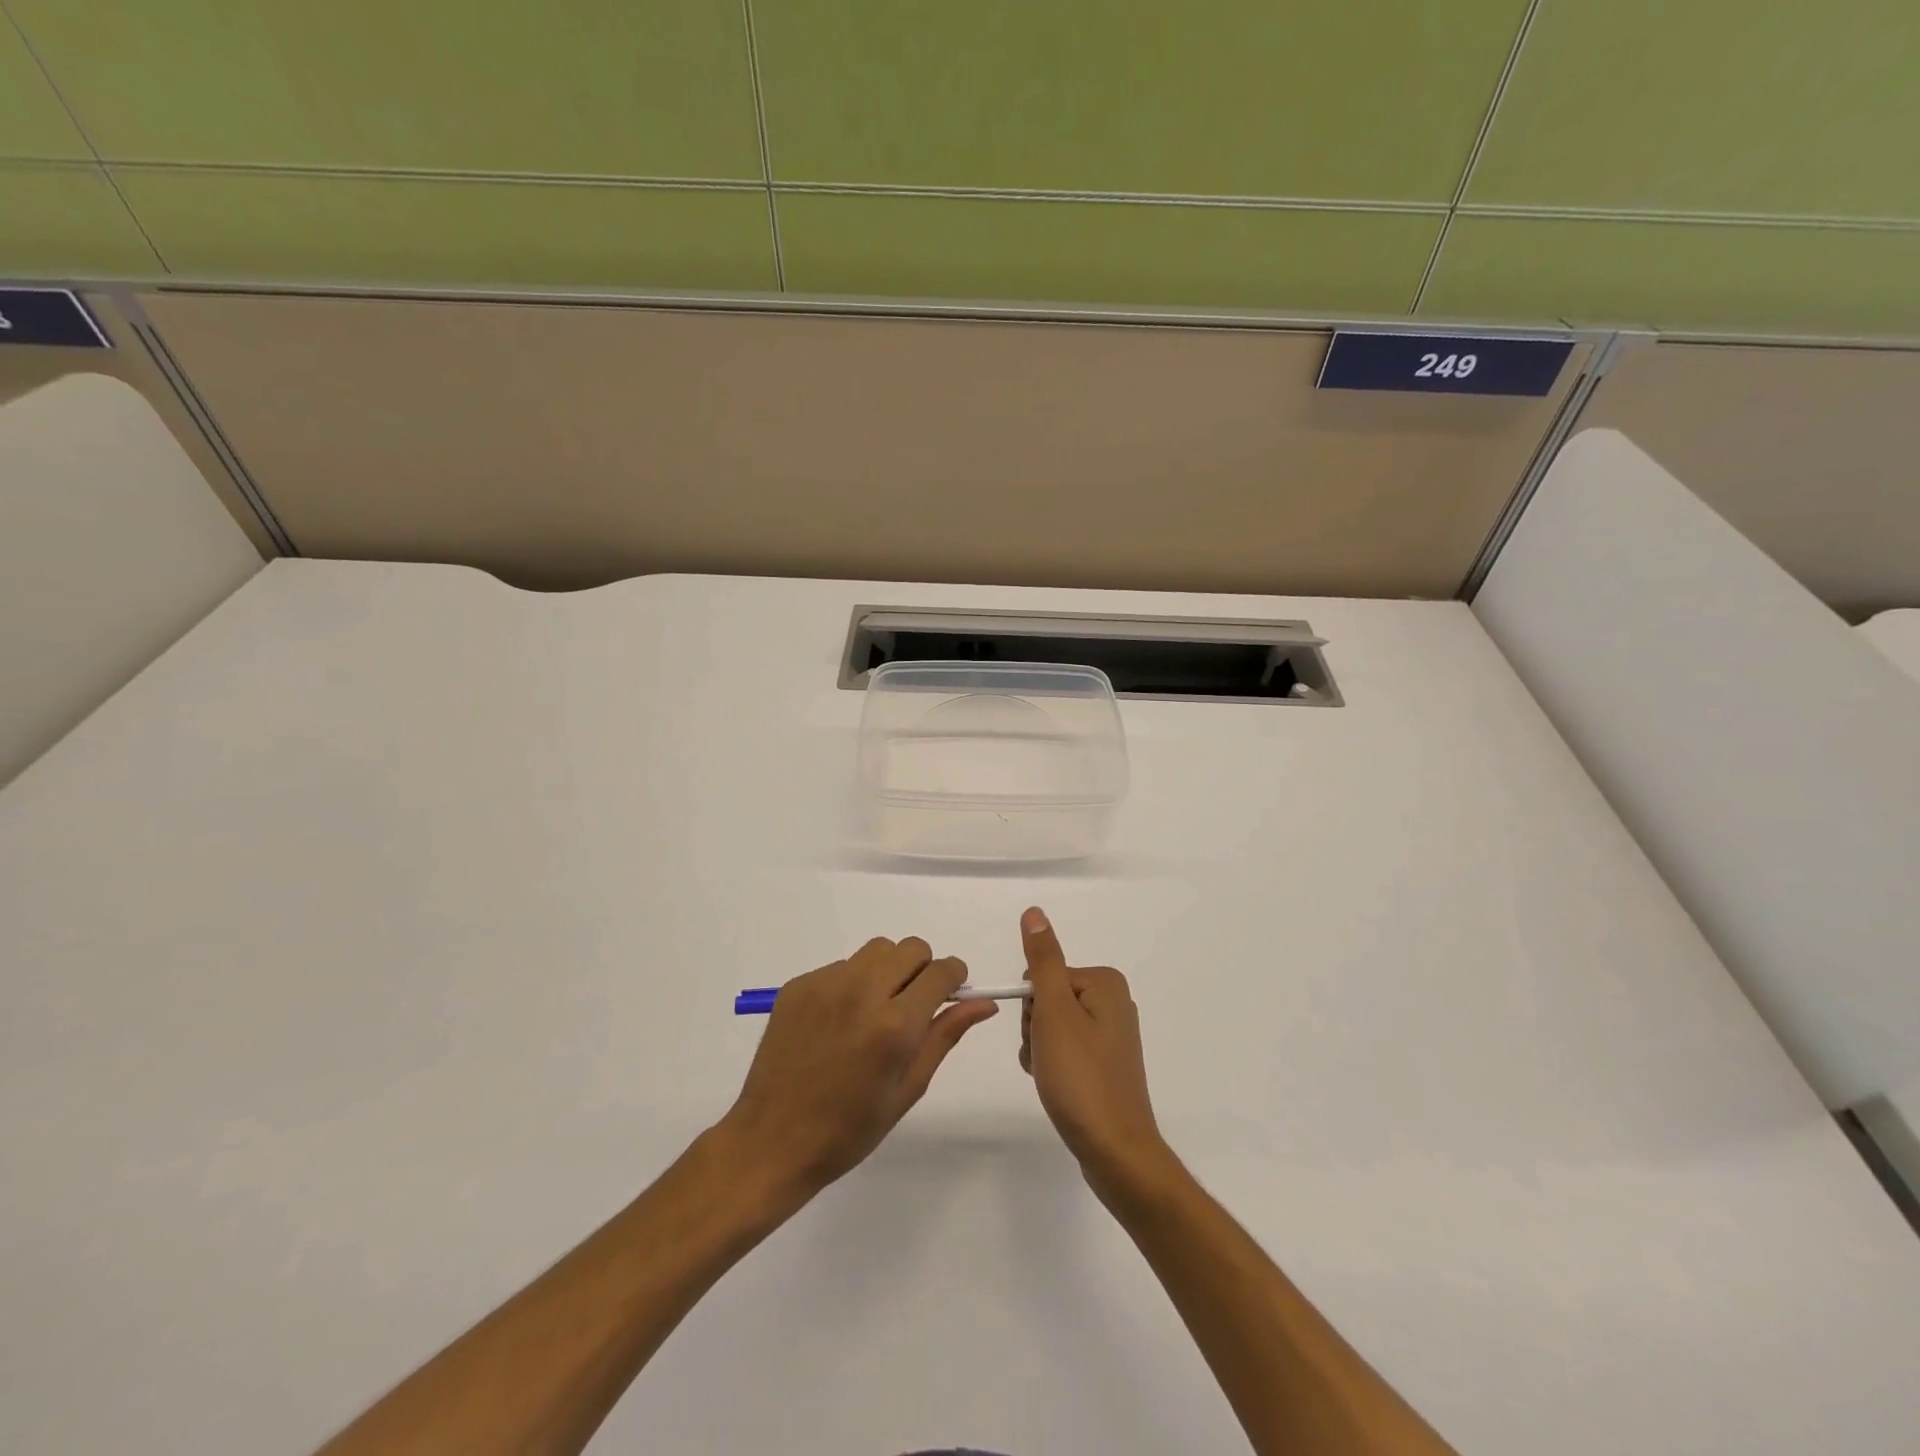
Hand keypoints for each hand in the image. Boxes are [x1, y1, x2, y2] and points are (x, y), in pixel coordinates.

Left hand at [718, 936, 996, 1202]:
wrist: (772, 1141)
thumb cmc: (849, 1129)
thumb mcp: (908, 1087)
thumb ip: (945, 1035)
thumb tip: (984, 1003)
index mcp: (894, 1024)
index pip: (940, 972)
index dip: (954, 977)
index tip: (953, 991)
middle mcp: (861, 991)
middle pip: (910, 948)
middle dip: (922, 969)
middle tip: (913, 1006)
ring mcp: (825, 984)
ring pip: (875, 951)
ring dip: (888, 970)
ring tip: (875, 1011)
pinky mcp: (798, 985)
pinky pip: (841, 966)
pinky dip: (852, 983)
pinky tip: (839, 1023)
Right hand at [1018, 907, 1171, 1200]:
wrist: (1116, 1151)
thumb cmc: (1081, 1078)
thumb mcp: (1054, 1013)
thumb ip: (1042, 960)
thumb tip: (1034, 912)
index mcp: (1105, 982)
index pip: (1043, 976)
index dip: (1032, 1007)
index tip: (1042, 1036)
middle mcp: (1113, 1001)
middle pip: (1048, 999)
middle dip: (1036, 1029)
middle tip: (1047, 1059)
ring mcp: (1112, 1035)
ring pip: (1052, 1026)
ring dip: (1040, 1050)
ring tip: (1052, 1078)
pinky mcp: (1107, 1063)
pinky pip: (1066, 1050)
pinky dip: (1053, 1065)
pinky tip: (1058, 1087)